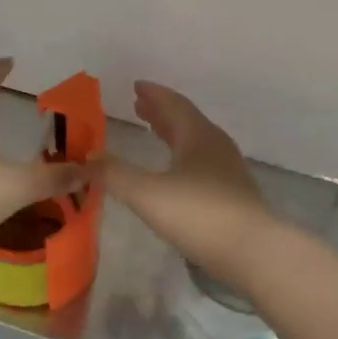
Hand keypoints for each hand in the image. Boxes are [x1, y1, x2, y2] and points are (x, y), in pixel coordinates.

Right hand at [105, 81, 273, 289]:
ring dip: (173, 133)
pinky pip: (202, 163)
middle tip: (139, 106)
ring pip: (196, 142)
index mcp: (197, 136)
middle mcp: (215, 146)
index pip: (173, 105)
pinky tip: (175, 173)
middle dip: (161, 112)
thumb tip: (84, 159)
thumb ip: (114, 174)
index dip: (153, 94)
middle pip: (186, 121)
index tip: (136, 86)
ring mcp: (228, 171)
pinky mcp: (232, 195)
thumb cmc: (198, 214)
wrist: (253, 252)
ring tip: (154, 131)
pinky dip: (182, 156)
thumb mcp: (146, 193)